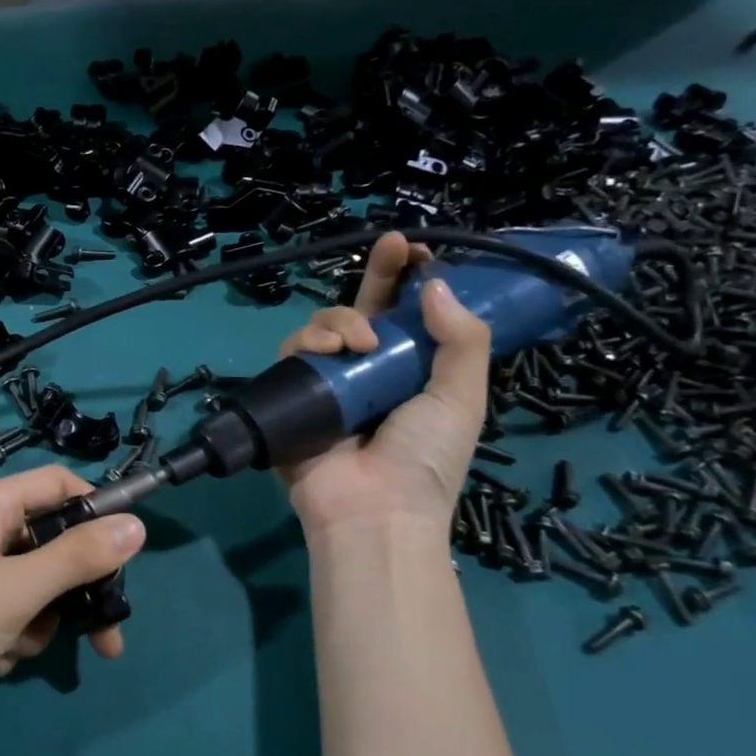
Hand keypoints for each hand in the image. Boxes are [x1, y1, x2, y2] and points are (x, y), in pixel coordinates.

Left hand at [0, 466, 145, 730]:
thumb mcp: (19, 589)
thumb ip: (80, 557)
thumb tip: (138, 525)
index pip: (59, 483)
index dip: (96, 511)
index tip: (124, 555)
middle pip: (51, 541)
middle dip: (75, 590)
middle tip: (106, 638)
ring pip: (33, 584)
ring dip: (37, 620)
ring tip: (13, 647)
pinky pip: (7, 610)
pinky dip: (10, 635)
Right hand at [277, 231, 490, 536]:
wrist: (373, 509)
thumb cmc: (425, 457)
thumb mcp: (461, 398)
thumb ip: (460, 340)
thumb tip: (434, 284)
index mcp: (411, 370)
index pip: (411, 315)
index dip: (413, 280)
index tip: (419, 250)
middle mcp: (369, 369)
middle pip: (366, 308)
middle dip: (378, 272)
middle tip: (390, 246)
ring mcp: (329, 380)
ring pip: (326, 324)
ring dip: (342, 320)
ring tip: (359, 343)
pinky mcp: (294, 391)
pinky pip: (294, 351)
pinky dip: (308, 342)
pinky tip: (328, 352)